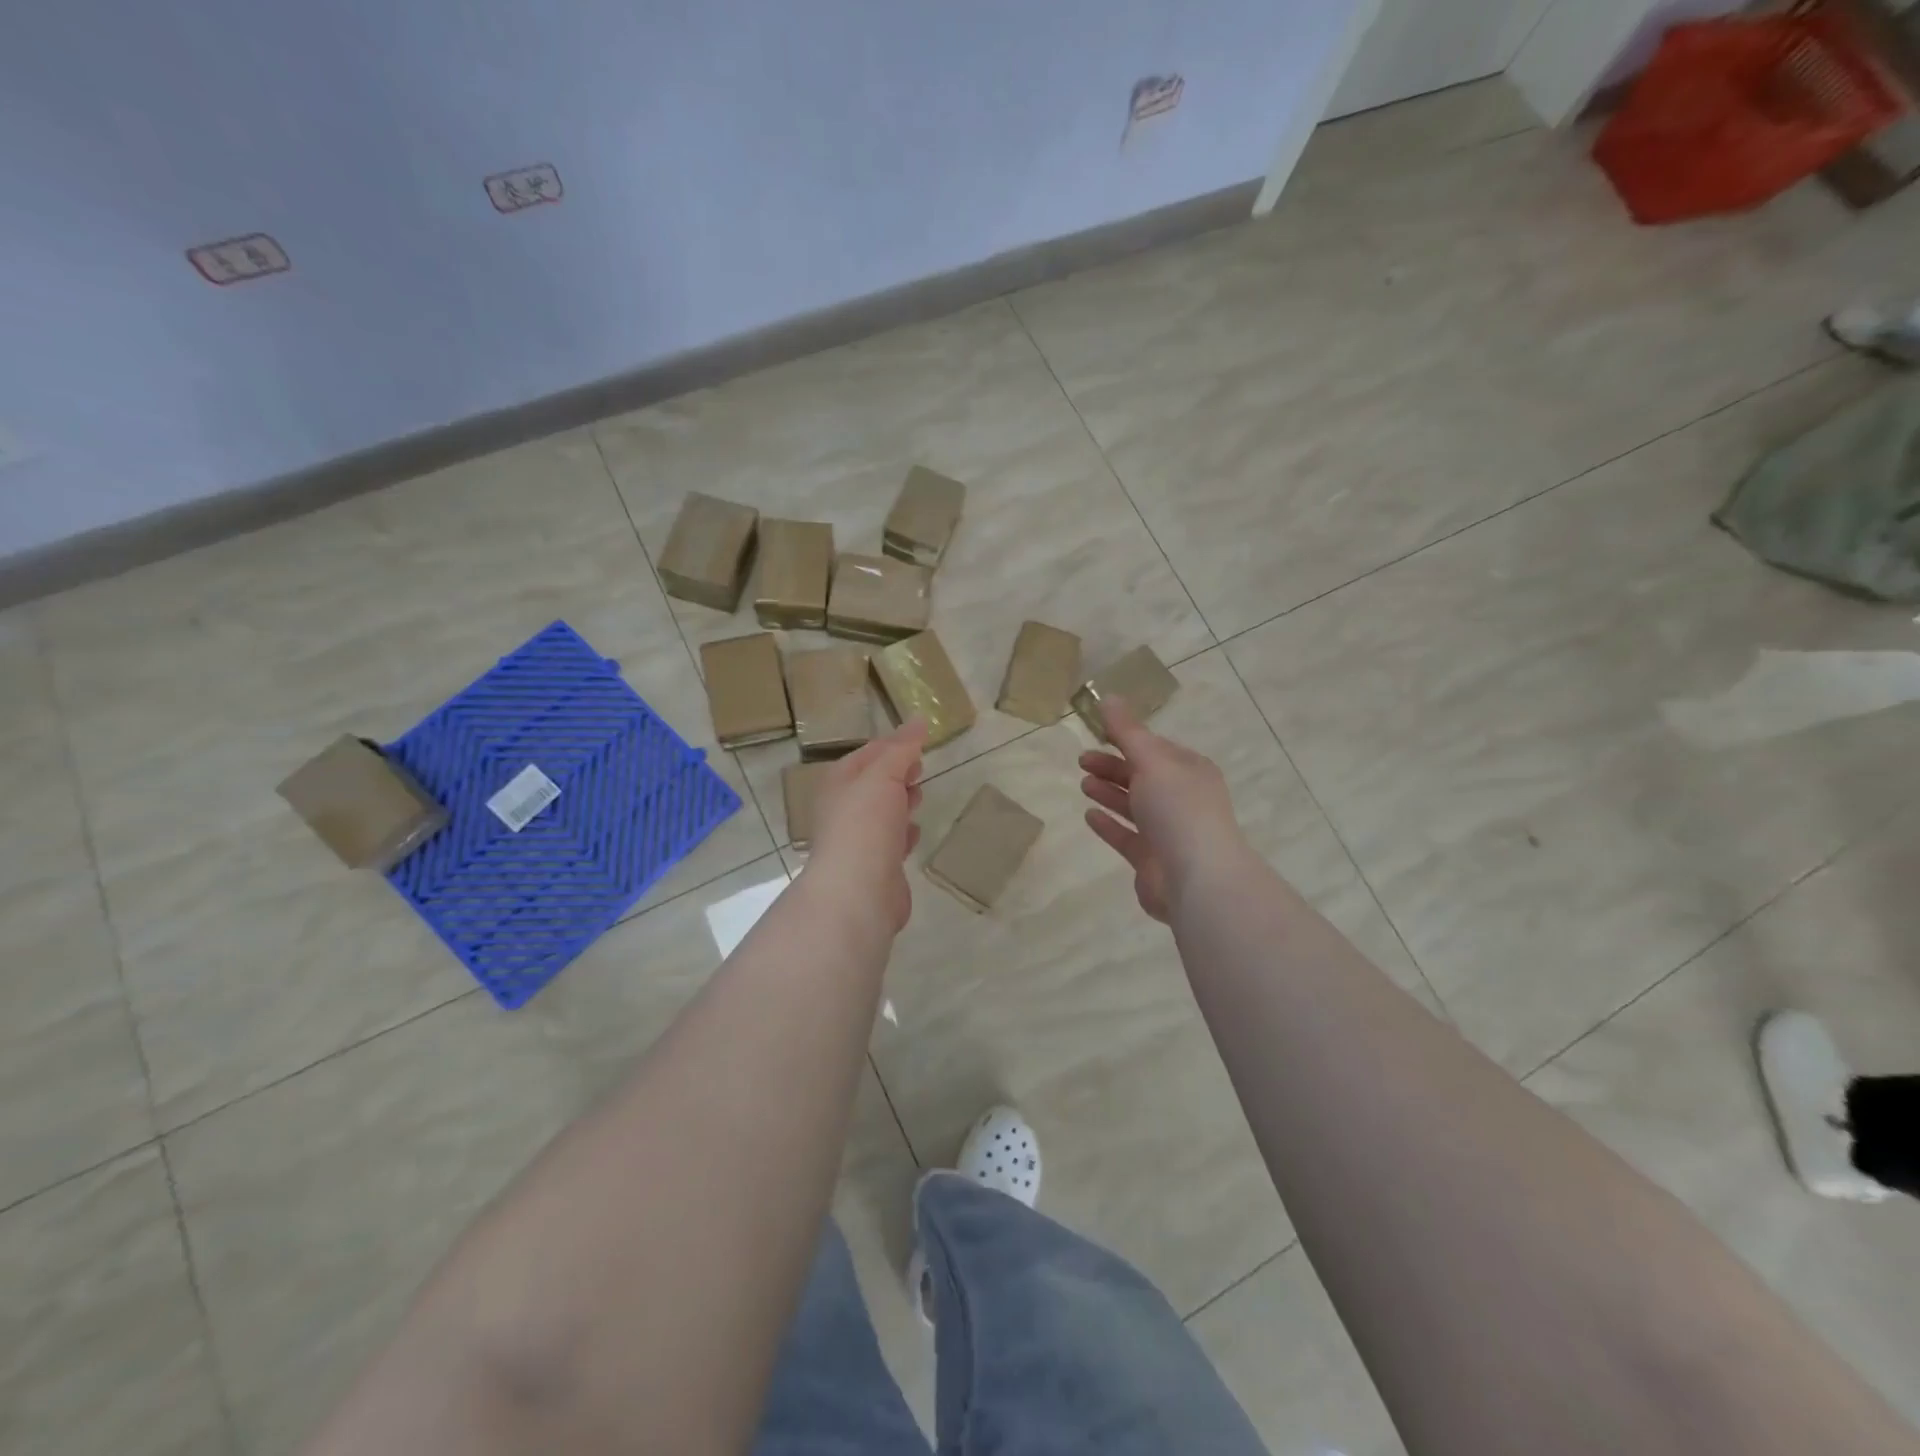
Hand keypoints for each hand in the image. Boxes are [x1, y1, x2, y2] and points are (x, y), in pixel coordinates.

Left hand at [803, 720, 925, 935]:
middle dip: (897, 773)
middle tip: (921, 767)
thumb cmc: (865, 824)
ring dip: (900, 802)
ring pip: (882, 813)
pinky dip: (904, 834)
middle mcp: (844, 809)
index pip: (868, 753)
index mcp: (839, 783)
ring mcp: (858, 840)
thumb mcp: (882, 775)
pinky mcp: (876, 866)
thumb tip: (919, 720)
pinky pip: (891, 842)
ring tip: (919, 796)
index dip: (893, 744)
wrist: (857, 891)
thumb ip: (901, 748)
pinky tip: (915, 833)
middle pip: (873, 783)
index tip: (921, 738)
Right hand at [1079, 700, 1245, 922]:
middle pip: (1143, 776)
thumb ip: (1127, 731)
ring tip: (1083, 784)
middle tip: (1081, 760)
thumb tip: (1108, 696)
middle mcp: (1183, 799)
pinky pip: (1127, 836)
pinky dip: (1109, 824)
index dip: (1126, 739)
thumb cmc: (1177, 809)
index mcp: (1190, 771)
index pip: (1155, 748)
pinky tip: (1089, 815)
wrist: (1197, 878)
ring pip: (1134, 806)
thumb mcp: (1151, 760)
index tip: (1096, 733)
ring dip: (1109, 792)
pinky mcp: (1153, 860)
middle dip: (1113, 766)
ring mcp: (1169, 832)